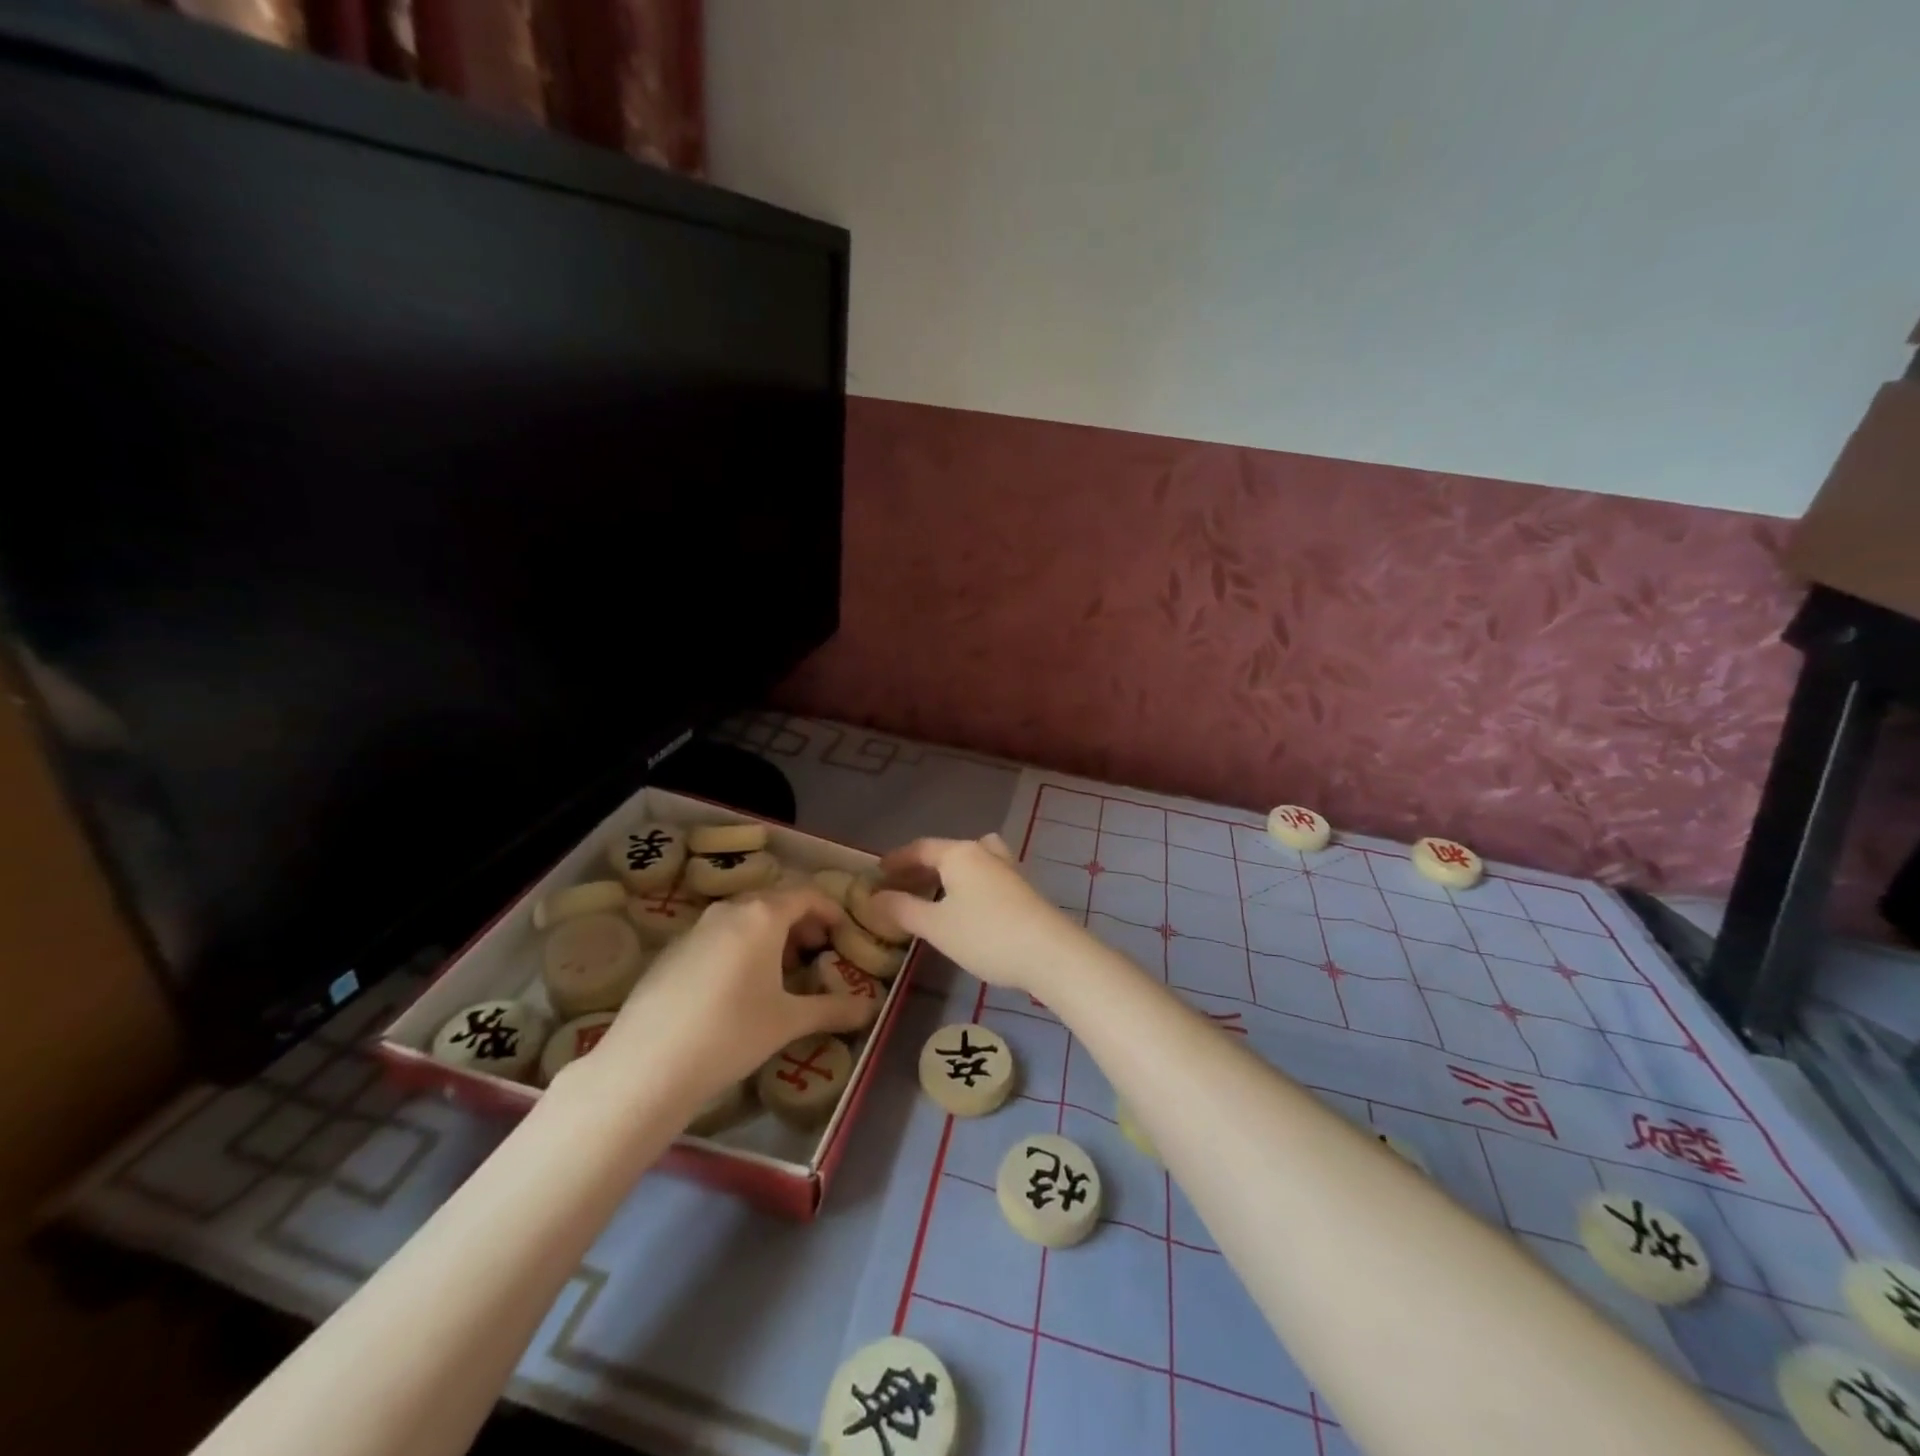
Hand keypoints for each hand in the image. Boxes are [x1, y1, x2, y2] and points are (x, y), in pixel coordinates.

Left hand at [580, 886, 873, 1107]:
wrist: (646, 1067)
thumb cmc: (731, 1034)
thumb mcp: (788, 1022)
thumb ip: (833, 1010)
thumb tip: (870, 1010)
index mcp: (763, 915)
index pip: (807, 894)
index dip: (830, 910)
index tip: (843, 933)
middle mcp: (729, 910)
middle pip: (774, 901)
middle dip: (801, 921)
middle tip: (816, 953)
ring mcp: (695, 928)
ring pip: (744, 917)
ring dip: (769, 934)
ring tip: (780, 972)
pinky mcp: (670, 950)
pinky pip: (717, 935)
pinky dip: (739, 946)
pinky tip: (736, 988)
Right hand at [870, 834, 1084, 995]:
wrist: (1050, 953)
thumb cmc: (986, 935)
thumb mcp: (936, 926)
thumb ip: (902, 910)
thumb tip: (874, 898)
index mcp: (959, 854)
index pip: (920, 848)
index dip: (897, 859)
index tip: (878, 871)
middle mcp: (984, 853)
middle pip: (946, 852)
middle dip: (920, 867)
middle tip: (899, 885)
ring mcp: (1008, 869)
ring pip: (970, 861)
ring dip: (949, 872)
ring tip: (934, 891)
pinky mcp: (1023, 889)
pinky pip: (986, 875)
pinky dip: (969, 883)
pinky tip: (967, 906)